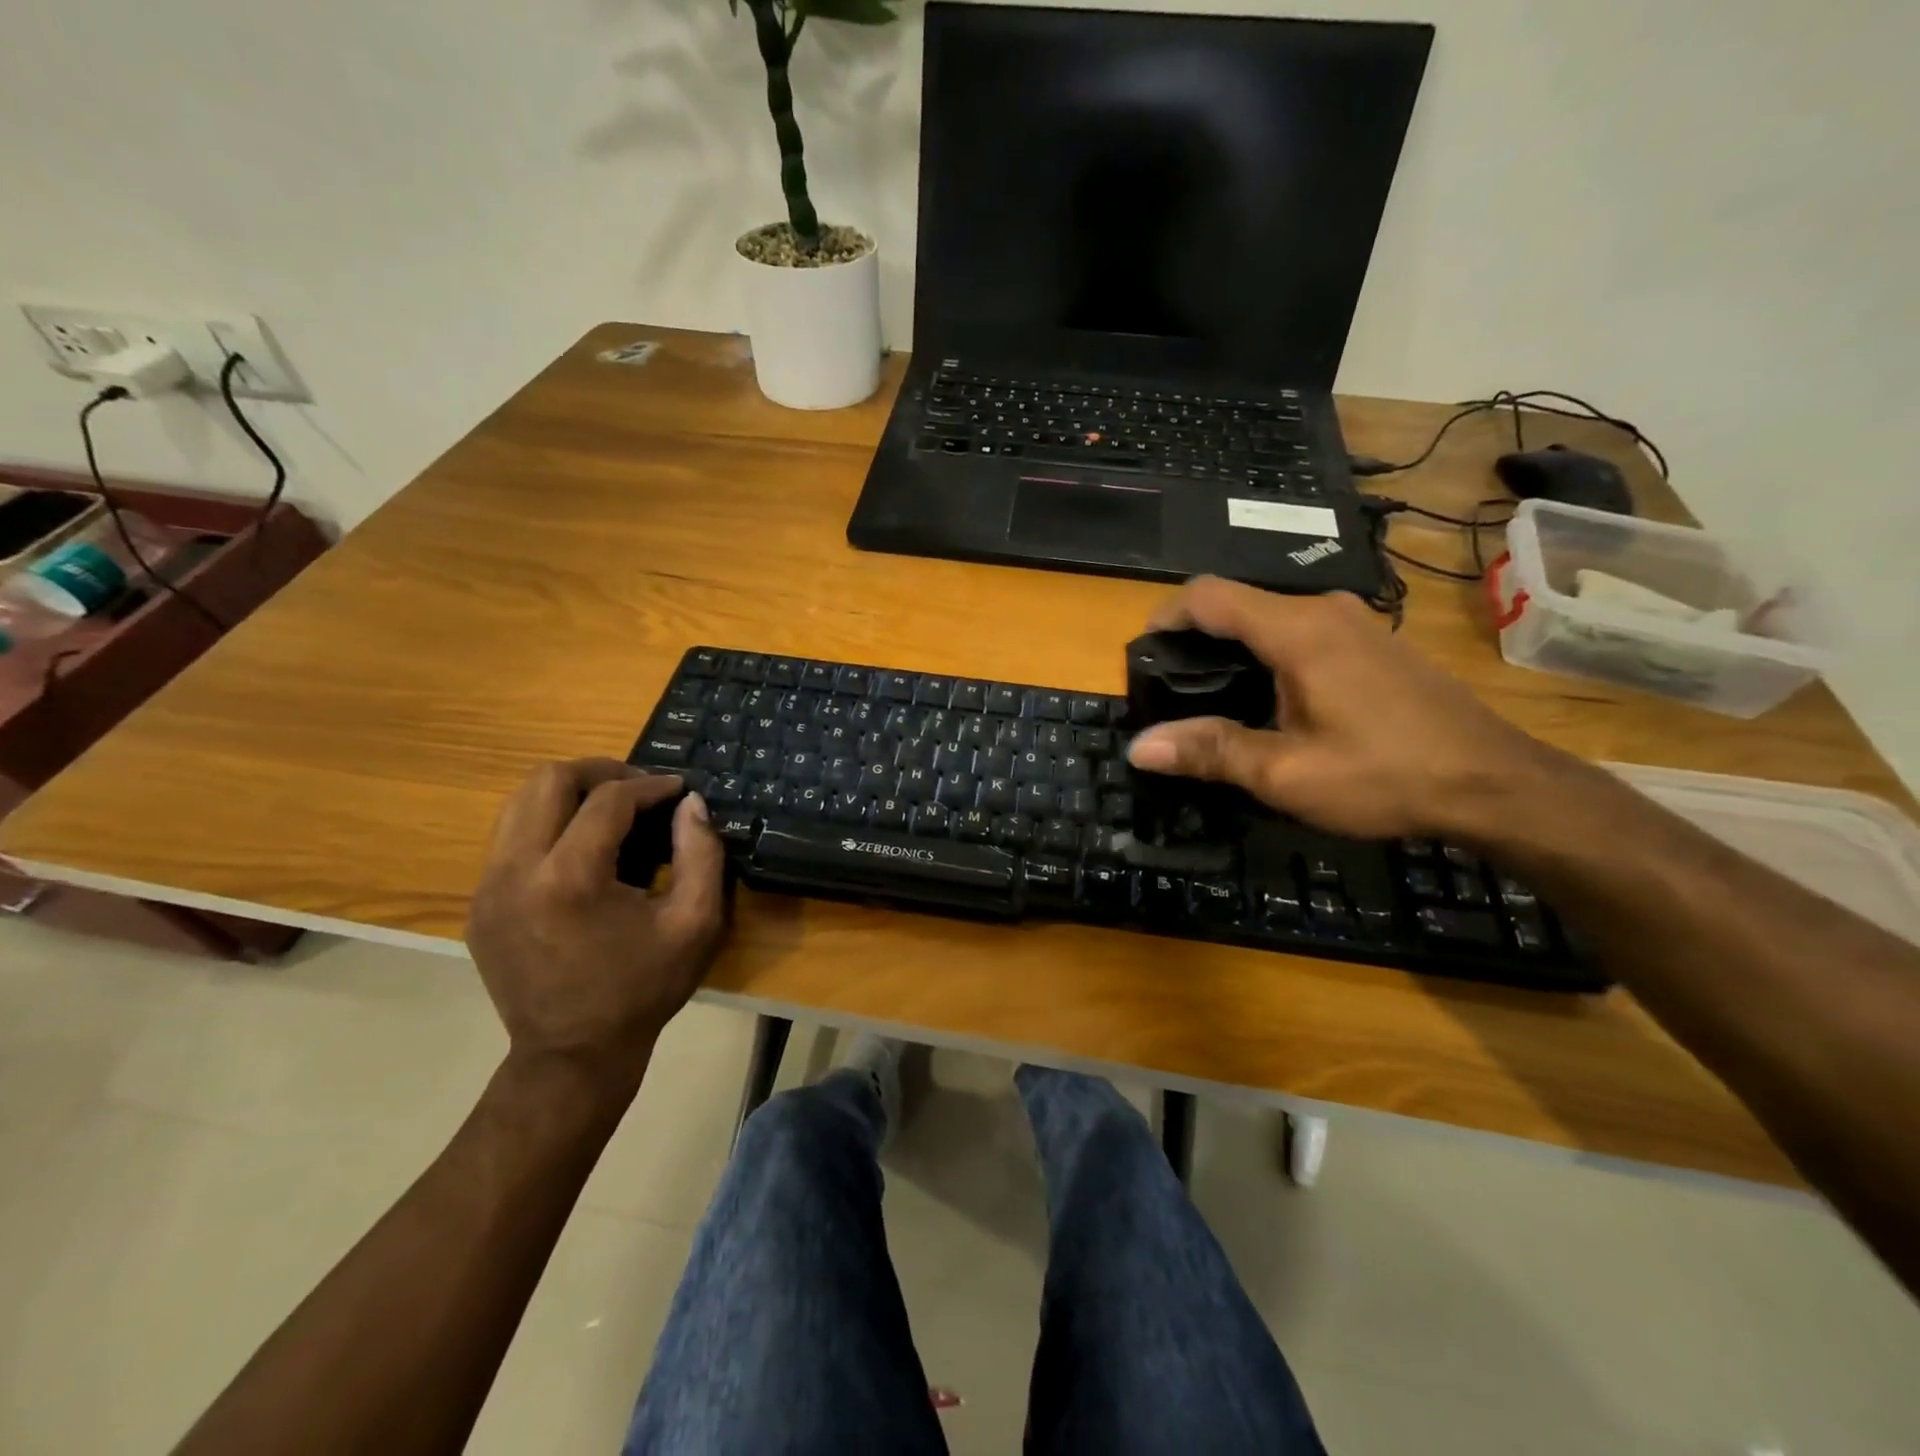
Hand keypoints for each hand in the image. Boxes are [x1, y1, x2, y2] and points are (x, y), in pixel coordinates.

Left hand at [465, 760, 726, 1089]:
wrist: (572, 1055)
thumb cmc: (642, 990)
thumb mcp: (695, 924)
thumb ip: (702, 854)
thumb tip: (690, 802)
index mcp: (570, 879)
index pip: (607, 799)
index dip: (649, 785)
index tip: (677, 790)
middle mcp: (516, 872)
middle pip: (546, 780)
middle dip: (600, 772)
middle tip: (640, 788)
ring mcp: (488, 888)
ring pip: (519, 802)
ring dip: (569, 794)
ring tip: (610, 811)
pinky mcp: (479, 904)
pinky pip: (510, 838)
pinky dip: (548, 825)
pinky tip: (582, 850)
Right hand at [1125, 577, 1564, 840]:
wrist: (1497, 783)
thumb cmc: (1386, 776)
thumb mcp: (1287, 774)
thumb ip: (1210, 751)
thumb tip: (1139, 746)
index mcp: (1297, 631)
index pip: (1208, 595)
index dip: (1165, 617)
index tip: (1142, 656)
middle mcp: (1324, 610)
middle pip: (1238, 604)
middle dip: (1195, 638)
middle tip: (1171, 688)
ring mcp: (1356, 622)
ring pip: (1271, 617)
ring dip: (1233, 647)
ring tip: (1213, 697)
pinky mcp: (1375, 642)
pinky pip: (1303, 631)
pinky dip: (1269, 653)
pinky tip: (1272, 699)